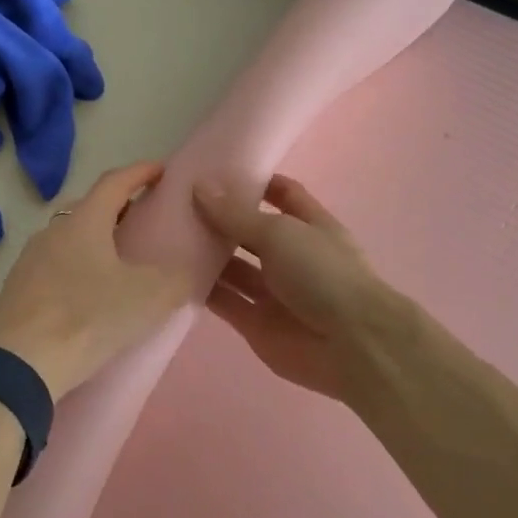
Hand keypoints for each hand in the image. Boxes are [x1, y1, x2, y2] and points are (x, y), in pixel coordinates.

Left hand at [0, 161, 187, 396]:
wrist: (22, 365)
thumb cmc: (89, 318)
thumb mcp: (149, 297)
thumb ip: (177, 277)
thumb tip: (185, 270)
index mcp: (84, 222)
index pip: (114, 182)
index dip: (140, 172)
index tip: (161, 170)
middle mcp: (52, 231)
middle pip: (88, 208)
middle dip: (117, 207)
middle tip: (143, 220)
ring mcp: (29, 260)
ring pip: (68, 238)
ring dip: (94, 240)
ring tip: (117, 260)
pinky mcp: (17, 290)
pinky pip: (53, 265)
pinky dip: (76, 267)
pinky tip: (87, 293)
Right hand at [193, 174, 403, 404]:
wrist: (351, 346)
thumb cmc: (323, 274)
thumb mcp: (280, 233)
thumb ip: (236, 214)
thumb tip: (199, 186)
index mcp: (310, 226)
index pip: (283, 194)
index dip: (255, 182)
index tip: (216, 171)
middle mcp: (291, 256)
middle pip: (250, 231)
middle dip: (219, 219)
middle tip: (175, 204)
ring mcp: (274, 292)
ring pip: (233, 268)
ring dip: (206, 254)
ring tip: (166, 235)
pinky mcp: (256, 323)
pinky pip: (225, 301)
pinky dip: (203, 290)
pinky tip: (171, 274)